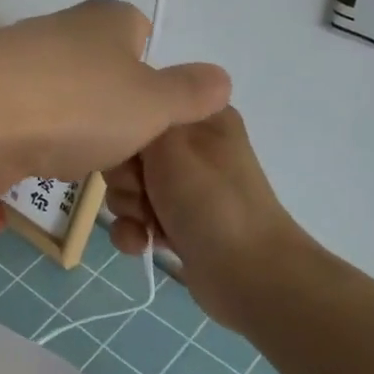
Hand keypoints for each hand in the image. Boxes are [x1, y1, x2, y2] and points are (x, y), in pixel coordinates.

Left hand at [0, 0, 231, 189]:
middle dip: (111, 110)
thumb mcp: (154, 104)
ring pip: (61, 94)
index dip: (151, 75)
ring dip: (71, 127)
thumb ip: (190, 92)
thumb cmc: (78, 105)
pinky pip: (23, 114)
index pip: (141, 32)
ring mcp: (15, 54)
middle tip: (118, 150)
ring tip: (74, 161)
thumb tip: (221, 77)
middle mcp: (60, 26)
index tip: (149, 116)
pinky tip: (32, 159)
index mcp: (107, 18)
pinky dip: (32, 136)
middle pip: (100, 68)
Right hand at [104, 107, 323, 333]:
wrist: (249, 275)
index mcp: (199, 115)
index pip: (142, 104)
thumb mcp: (169, 142)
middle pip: (128, 149)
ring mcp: (185, 186)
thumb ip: (141, 113)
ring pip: (127, 185)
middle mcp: (192, 146)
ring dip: (128, 207)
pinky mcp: (177, 222)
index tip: (129, 151)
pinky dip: (135, 231)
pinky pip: (136, 217)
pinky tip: (143, 244)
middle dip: (124, 176)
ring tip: (147, 223)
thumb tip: (129, 99)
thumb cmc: (209, 199)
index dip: (125, 129)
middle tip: (141, 191)